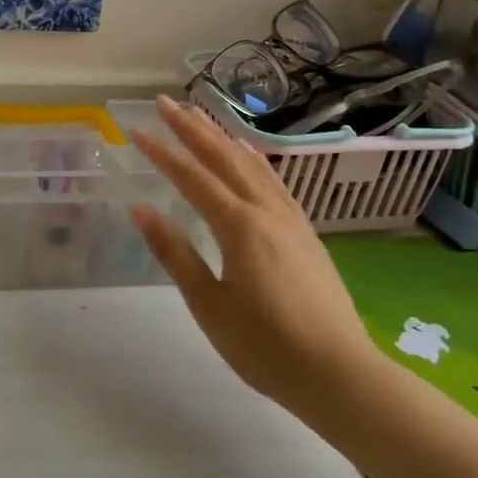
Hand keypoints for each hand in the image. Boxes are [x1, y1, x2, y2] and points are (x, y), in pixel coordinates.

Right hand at [130, 96, 385, 434]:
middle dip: (191, 127)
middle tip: (164, 102)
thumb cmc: (266, 347)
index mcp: (239, 226)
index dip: (162, 151)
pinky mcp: (305, 231)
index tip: (136, 130)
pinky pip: (273, 179)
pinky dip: (252, 157)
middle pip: (222, 157)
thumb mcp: (209, 306)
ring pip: (250, 163)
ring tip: (198, 113)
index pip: (192, 177)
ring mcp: (290, 218)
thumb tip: (141, 209)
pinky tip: (246, 152)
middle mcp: (265, 210)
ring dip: (221, 135)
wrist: (340, 375)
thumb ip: (175, 253)